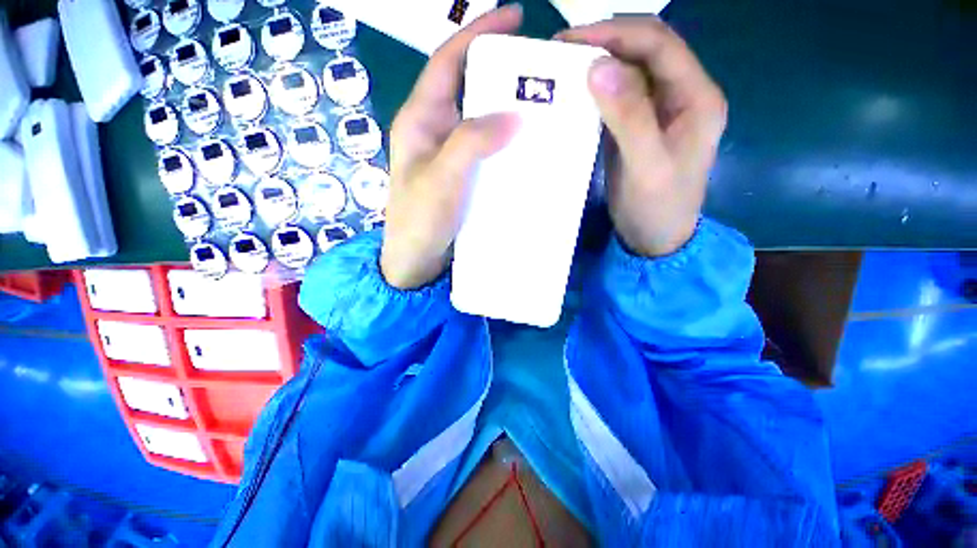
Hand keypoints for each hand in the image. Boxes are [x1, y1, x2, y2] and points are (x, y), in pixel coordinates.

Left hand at [380, 6, 522, 288]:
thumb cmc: (419, 221)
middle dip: (499, 73)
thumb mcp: (441, 179)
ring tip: (541, 107)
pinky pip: (487, 151)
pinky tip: (527, 148)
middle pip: (468, 88)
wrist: (416, 261)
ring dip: (506, 111)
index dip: (477, 34)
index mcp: (420, 121)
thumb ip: (471, 142)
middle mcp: (435, 132)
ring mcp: (450, 157)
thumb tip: (513, 114)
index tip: (513, 17)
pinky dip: (506, 144)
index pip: (447, 62)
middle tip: (537, 72)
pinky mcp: (463, 177)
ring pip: (480, 121)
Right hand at [558, 18, 727, 256]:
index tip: (571, 41)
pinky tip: (573, 96)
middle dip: (604, 43)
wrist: (655, 238)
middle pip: (645, 50)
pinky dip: (594, 92)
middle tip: (559, 53)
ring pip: (629, 72)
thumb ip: (629, 118)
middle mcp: (681, 95)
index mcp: (696, 97)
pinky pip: (617, 99)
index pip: (659, 44)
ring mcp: (658, 111)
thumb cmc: (657, 208)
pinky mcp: (638, 127)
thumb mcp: (647, 167)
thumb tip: (598, 67)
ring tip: (561, 69)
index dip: (616, 33)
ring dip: (597, 66)